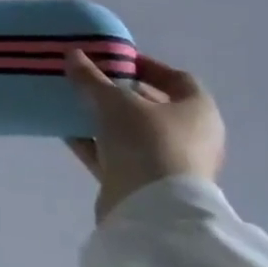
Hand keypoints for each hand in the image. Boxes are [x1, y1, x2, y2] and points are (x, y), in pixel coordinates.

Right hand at [65, 50, 225, 223]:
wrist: (153, 212)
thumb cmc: (147, 142)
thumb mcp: (114, 102)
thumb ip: (92, 78)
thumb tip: (72, 54)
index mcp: (199, 111)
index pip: (177, 79)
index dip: (147, 66)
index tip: (115, 60)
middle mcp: (192, 137)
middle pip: (153, 107)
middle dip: (121, 93)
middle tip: (91, 81)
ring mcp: (170, 165)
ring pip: (133, 134)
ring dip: (105, 120)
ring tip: (74, 104)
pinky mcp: (147, 186)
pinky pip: (119, 157)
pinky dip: (97, 145)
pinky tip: (69, 133)